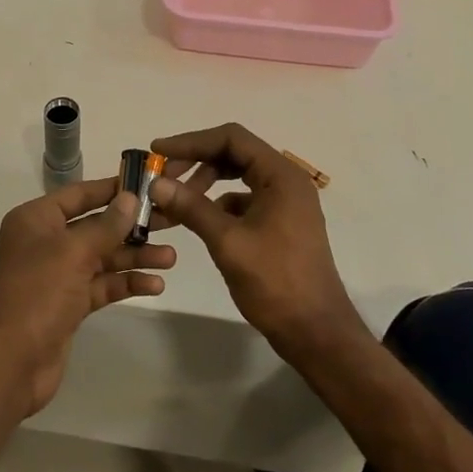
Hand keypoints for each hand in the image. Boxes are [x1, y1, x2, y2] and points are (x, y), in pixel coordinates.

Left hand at [0, 178, 175, 415]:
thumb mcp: (73, 252)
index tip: (148, 185)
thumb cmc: (38, 293)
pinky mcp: (70, 304)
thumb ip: (106, 225)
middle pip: (96, 226)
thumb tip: (130, 198)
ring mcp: (58, 274)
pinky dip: (126, 283)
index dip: (112, 189)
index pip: (80, 194)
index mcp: (36, 220)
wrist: (12, 362)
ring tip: (171, 259)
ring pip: (103, 258)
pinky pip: (102, 285)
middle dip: (132, 227)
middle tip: (172, 222)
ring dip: (135, 257)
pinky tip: (155, 285)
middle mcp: (46, 242)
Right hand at [150, 123, 365, 362]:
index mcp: (281, 176)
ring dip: (205, 183)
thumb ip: (192, 207)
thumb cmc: (275, 283)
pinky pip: (244, 199)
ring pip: (238, 176)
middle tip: (163, 178)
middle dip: (196, 161)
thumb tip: (156, 183)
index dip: (191, 141)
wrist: (316, 333)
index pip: (231, 138)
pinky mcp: (281, 223)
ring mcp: (285, 203)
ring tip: (176, 201)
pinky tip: (200, 222)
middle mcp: (286, 181)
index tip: (158, 152)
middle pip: (234, 153)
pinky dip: (219, 203)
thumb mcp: (228, 242)